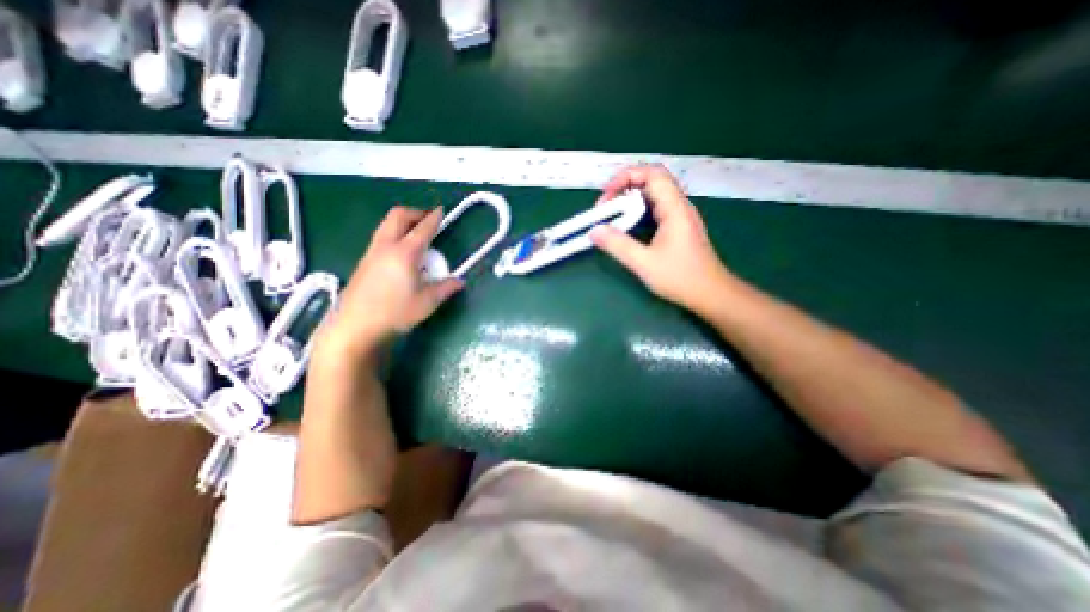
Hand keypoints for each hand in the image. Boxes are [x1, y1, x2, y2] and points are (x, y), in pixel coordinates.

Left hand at [314, 206, 461, 358]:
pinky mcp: (363, 261)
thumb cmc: (396, 313)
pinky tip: (401, 252)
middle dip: (415, 213)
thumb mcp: (427, 302)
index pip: (423, 229)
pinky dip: (394, 234)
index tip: (441, 210)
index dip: (434, 218)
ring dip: (402, 222)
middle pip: (398, 216)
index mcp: (405, 253)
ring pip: (386, 225)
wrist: (356, 326)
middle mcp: (386, 246)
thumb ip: (446, 288)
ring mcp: (371, 252)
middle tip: (427, 220)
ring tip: (415, 234)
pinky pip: (380, 237)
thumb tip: (460, 281)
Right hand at [589, 166, 730, 313]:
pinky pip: (656, 210)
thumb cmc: (680, 278)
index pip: (652, 174)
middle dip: (625, 188)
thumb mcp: (644, 263)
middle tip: (605, 208)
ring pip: (654, 197)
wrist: (711, 294)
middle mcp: (679, 207)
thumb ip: (617, 245)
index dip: (626, 176)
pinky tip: (628, 227)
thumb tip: (594, 231)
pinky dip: (638, 213)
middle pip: (652, 182)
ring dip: (631, 202)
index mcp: (674, 208)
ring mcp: (680, 217)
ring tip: (612, 216)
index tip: (606, 195)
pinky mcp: (678, 228)